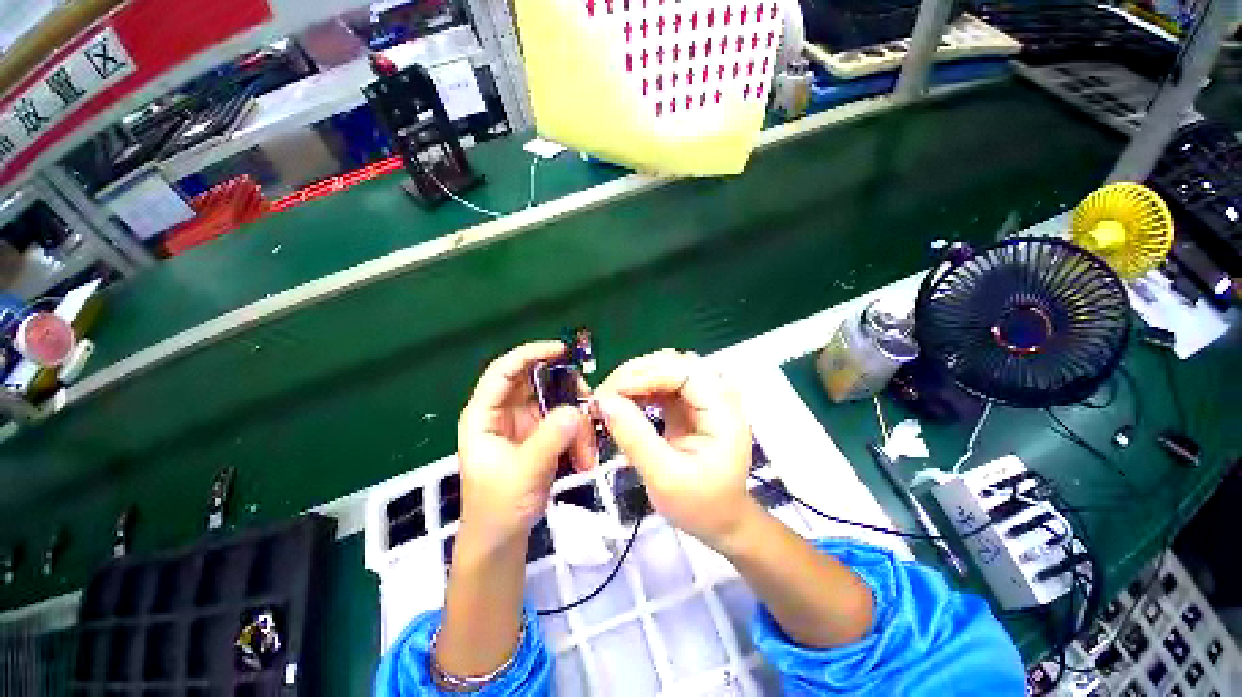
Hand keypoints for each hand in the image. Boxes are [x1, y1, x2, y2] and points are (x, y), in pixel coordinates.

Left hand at [456, 341, 594, 552]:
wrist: (502, 540)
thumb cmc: (499, 508)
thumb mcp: (523, 473)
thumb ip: (550, 439)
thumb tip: (577, 410)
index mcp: (484, 415)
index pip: (504, 371)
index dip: (531, 354)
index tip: (562, 351)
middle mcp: (505, 412)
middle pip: (538, 383)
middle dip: (566, 391)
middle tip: (589, 405)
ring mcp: (526, 423)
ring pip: (557, 402)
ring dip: (577, 420)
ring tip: (587, 449)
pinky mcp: (542, 435)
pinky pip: (565, 421)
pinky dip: (579, 432)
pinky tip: (584, 455)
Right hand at [595, 350, 756, 548]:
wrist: (721, 519)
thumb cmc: (700, 505)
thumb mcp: (665, 478)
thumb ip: (635, 437)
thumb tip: (603, 402)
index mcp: (722, 411)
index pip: (683, 371)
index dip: (644, 375)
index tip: (609, 393)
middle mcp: (716, 394)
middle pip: (672, 363)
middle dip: (634, 374)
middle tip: (603, 397)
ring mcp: (702, 396)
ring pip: (664, 368)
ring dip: (634, 378)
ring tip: (609, 400)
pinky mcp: (688, 402)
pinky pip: (660, 382)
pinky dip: (638, 388)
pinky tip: (623, 402)